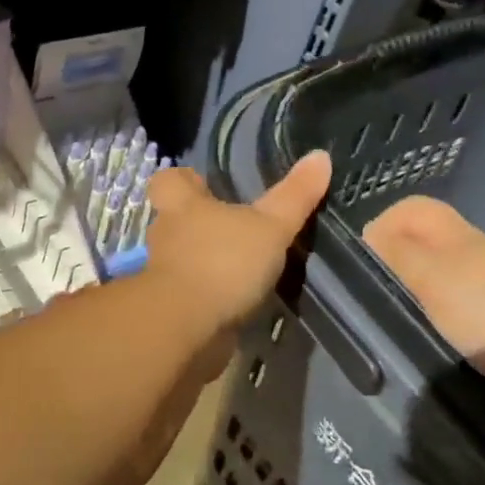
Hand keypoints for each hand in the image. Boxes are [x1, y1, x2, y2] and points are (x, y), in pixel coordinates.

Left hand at [146, 150, 331, 332]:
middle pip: (175, 220)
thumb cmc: (223, 262)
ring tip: (242, 267)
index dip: (184, 180)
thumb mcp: (270, 226)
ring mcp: (164, 275)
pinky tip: (236, 302)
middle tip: (235, 228)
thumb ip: (294, 195)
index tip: (205, 184)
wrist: (184, 328)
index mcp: (183, 206)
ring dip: (206, 262)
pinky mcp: (170, 309)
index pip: (168, 181)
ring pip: (183, 258)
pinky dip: (209, 296)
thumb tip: (320, 155)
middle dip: (200, 224)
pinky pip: (190, 294)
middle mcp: (167, 236)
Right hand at [362, 196, 484, 387]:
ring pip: (452, 272)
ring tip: (407, 320)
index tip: (362, 261)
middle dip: (402, 259)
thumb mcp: (433, 280)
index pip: (415, 209)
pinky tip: (447, 338)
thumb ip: (400, 254)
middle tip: (379, 296)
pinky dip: (452, 312)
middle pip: (433, 240)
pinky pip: (472, 301)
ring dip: (426, 289)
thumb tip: (371, 233)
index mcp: (461, 237)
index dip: (384, 223)